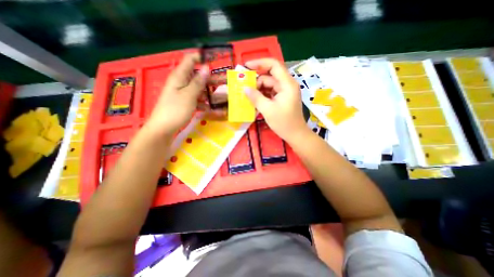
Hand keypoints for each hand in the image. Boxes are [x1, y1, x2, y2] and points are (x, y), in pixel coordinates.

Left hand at [145, 51, 225, 135]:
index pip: (190, 60)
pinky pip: (196, 99)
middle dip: (210, 79)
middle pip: (197, 76)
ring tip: (221, 98)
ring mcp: (183, 93)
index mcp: (180, 76)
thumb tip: (207, 67)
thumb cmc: (176, 110)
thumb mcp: (189, 95)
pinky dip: (203, 102)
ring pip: (199, 89)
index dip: (202, 58)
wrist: (164, 128)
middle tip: (224, 83)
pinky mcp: (185, 102)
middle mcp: (181, 82)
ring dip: (209, 92)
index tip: (215, 63)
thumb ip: (198, 82)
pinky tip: (210, 108)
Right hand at [244, 58, 306, 140]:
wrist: (295, 135)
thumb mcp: (267, 110)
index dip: (260, 63)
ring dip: (258, 90)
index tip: (247, 67)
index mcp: (287, 84)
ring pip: (269, 85)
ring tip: (248, 96)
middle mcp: (287, 85)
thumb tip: (244, 88)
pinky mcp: (283, 98)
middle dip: (256, 81)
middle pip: (269, 76)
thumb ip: (255, 97)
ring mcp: (285, 92)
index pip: (274, 65)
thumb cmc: (283, 123)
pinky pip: (271, 92)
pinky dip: (263, 95)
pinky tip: (255, 101)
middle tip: (244, 88)